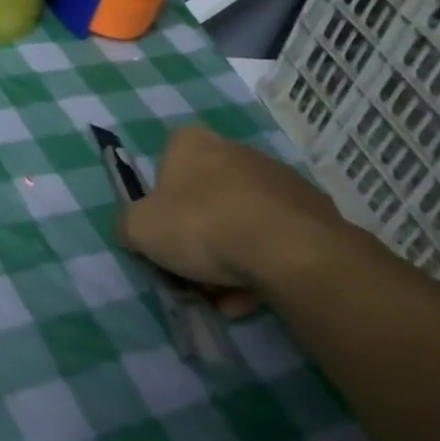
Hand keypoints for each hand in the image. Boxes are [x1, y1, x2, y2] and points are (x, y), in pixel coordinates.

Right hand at [118, 125, 345, 315]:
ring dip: (230, 257)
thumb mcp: (139, 229)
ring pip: (241, 221)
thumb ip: (128, 225)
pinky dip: (261, 265)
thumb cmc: (201, 226)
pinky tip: (252, 296)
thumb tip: (135, 230)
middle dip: (198, 236)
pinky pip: (274, 239)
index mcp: (192, 143)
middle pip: (205, 197)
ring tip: (225, 297)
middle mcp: (235, 150)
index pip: (166, 164)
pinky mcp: (311, 209)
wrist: (287, 249)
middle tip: (191, 273)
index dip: (161, 202)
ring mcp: (278, 178)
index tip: (163, 233)